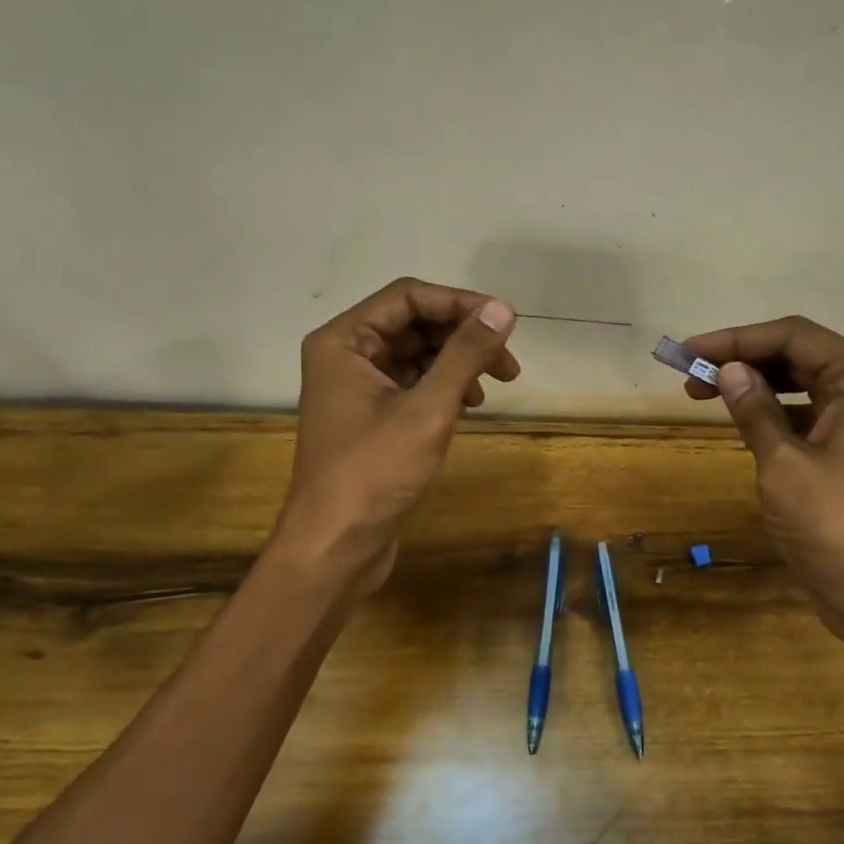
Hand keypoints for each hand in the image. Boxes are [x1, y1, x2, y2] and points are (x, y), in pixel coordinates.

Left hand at [277, 278, 519, 592]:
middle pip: (413, 323)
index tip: (506, 324)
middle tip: (508, 365)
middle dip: (462, 337)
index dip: (460, 304)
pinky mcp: (371, 418)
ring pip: (416, 355)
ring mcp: (357, 388)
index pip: (408, 297)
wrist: (335, 547)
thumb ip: (464, 355)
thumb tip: (503, 311)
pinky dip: (443, 388)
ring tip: (491, 389)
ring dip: (457, 364)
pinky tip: (468, 407)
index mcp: (344, 341)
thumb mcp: (427, 410)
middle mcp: (346, 355)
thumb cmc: (375, 474)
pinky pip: (412, 384)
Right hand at [680, 316, 843, 643]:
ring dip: (751, 382)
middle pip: (796, 353)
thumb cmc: (831, 523)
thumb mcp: (783, 463)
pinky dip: (768, 409)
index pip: (793, 336)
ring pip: (796, 381)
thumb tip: (726, 369)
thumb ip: (754, 409)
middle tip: (689, 373)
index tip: (689, 351)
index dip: (737, 339)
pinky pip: (801, 410)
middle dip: (741, 358)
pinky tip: (736, 417)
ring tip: (700, 392)